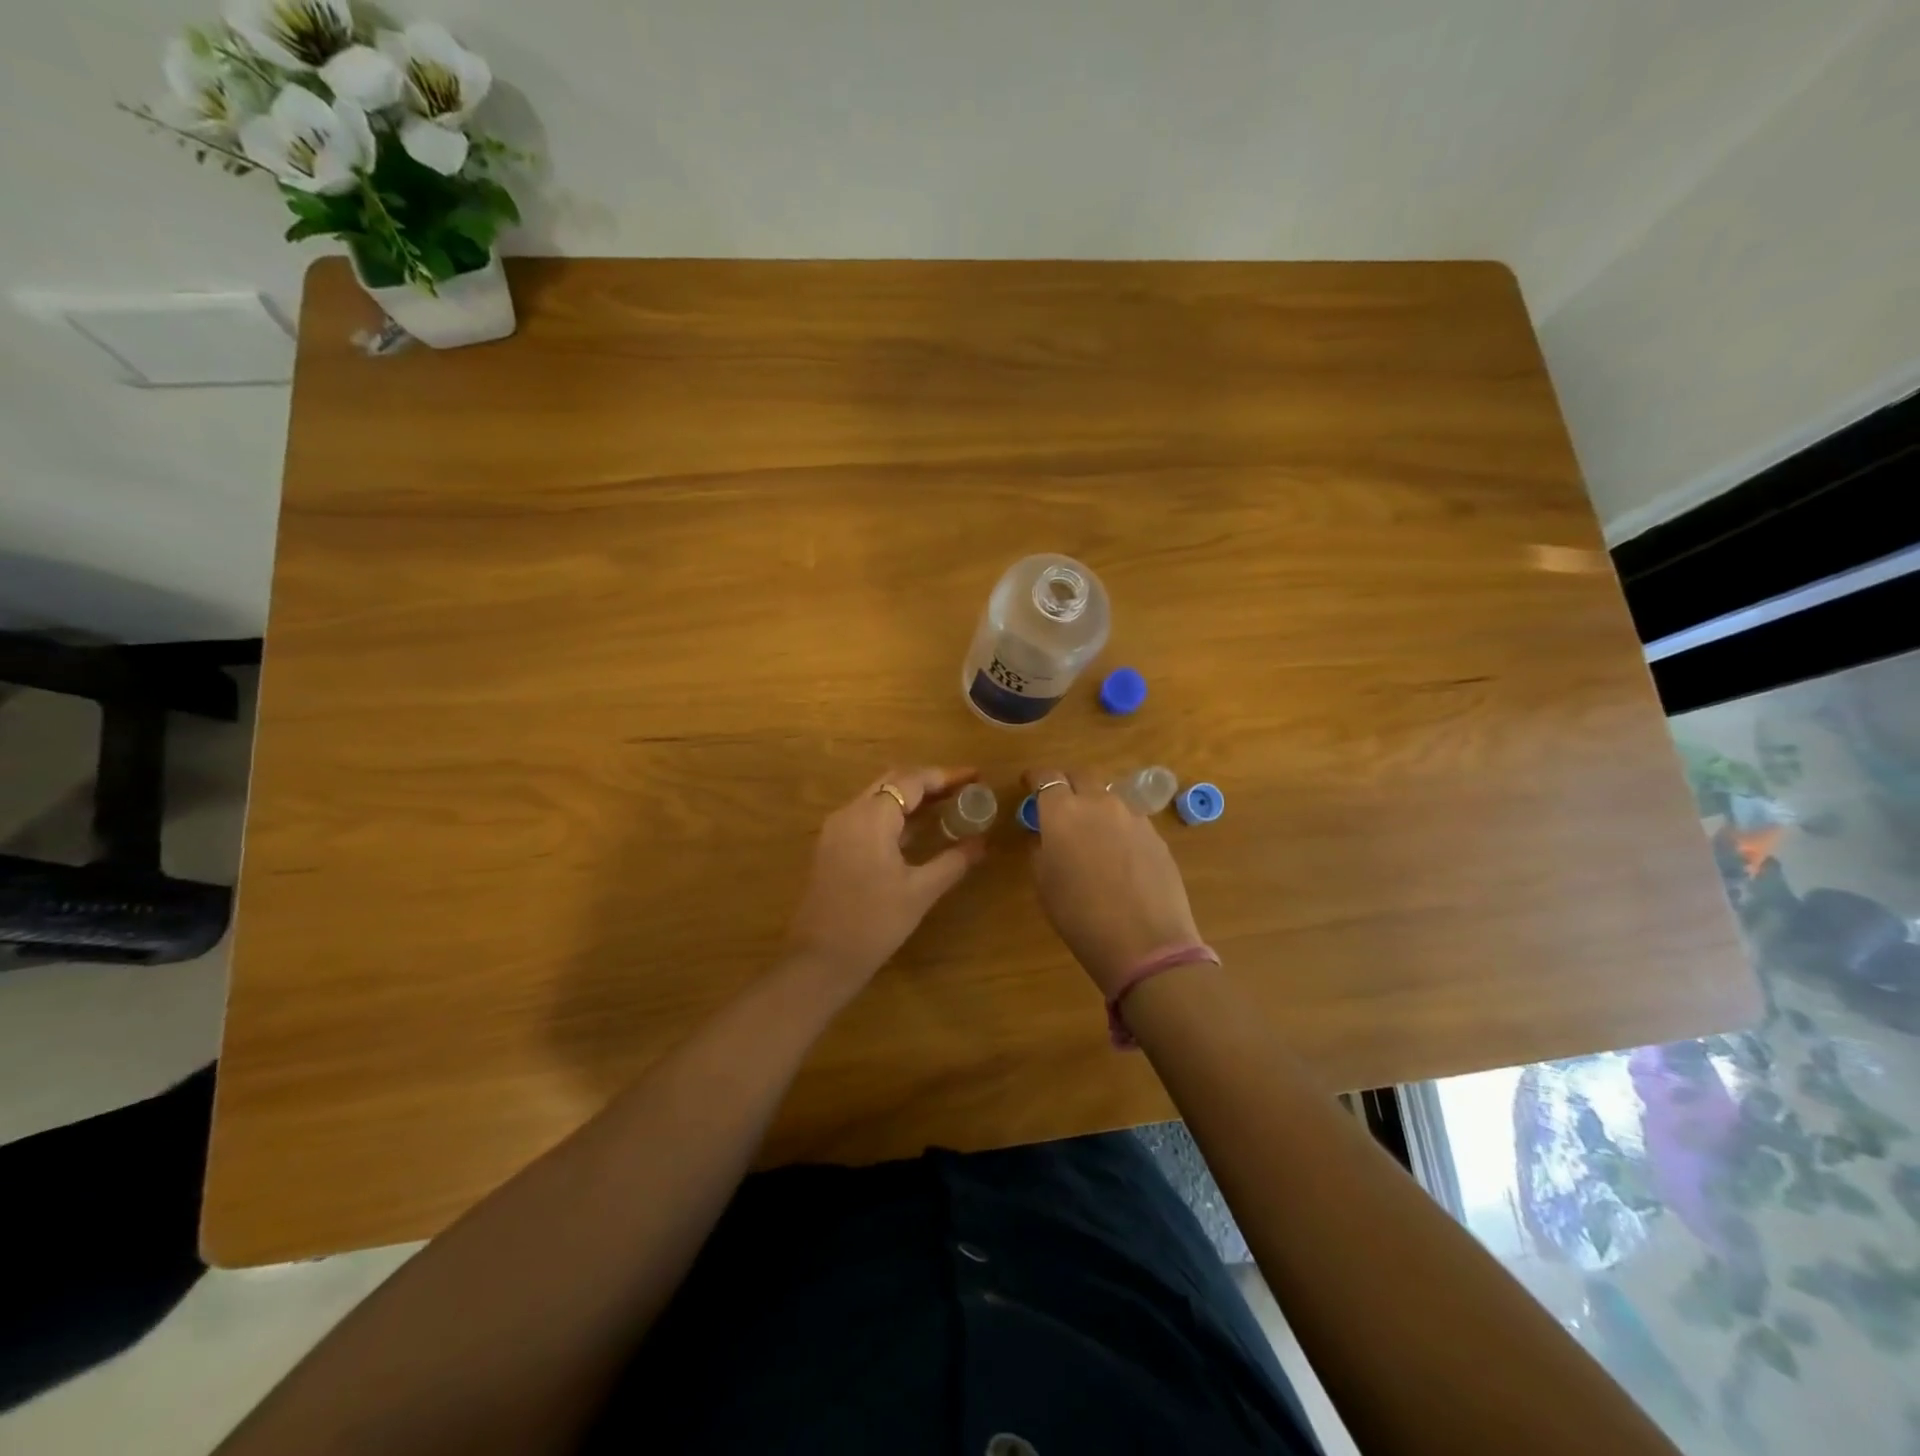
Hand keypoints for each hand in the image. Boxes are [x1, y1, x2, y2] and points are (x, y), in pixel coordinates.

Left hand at [782, 767, 985, 991]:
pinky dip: (894, 815)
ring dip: (911, 798)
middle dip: (929, 782)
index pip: (912, 781)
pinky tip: (916, 831)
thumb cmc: (874, 923)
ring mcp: (836, 830)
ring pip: (878, 798)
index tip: (975, 777)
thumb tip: (982, 843)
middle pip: (892, 782)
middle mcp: (849, 813)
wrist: (820, 960)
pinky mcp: (832, 847)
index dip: (946, 776)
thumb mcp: (920, 892)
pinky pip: (867, 816)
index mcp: (871, 817)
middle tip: (963, 790)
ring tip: (947, 806)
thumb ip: (953, 861)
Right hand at [1024, 767, 1203, 997]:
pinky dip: (1118, 825)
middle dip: (1068, 783)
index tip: (1028, 783)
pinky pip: (1130, 819)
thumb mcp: (1045, 884)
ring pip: (1109, 796)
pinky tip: (1117, 852)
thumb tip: (1046, 838)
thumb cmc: (1080, 917)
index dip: (1035, 778)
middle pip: (1082, 776)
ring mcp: (1133, 817)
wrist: (1145, 943)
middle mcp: (1099, 804)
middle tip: (1060, 801)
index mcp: (1063, 812)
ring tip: (1091, 829)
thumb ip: (1041, 850)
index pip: (1047, 778)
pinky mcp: (1156, 835)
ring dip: (1095, 804)